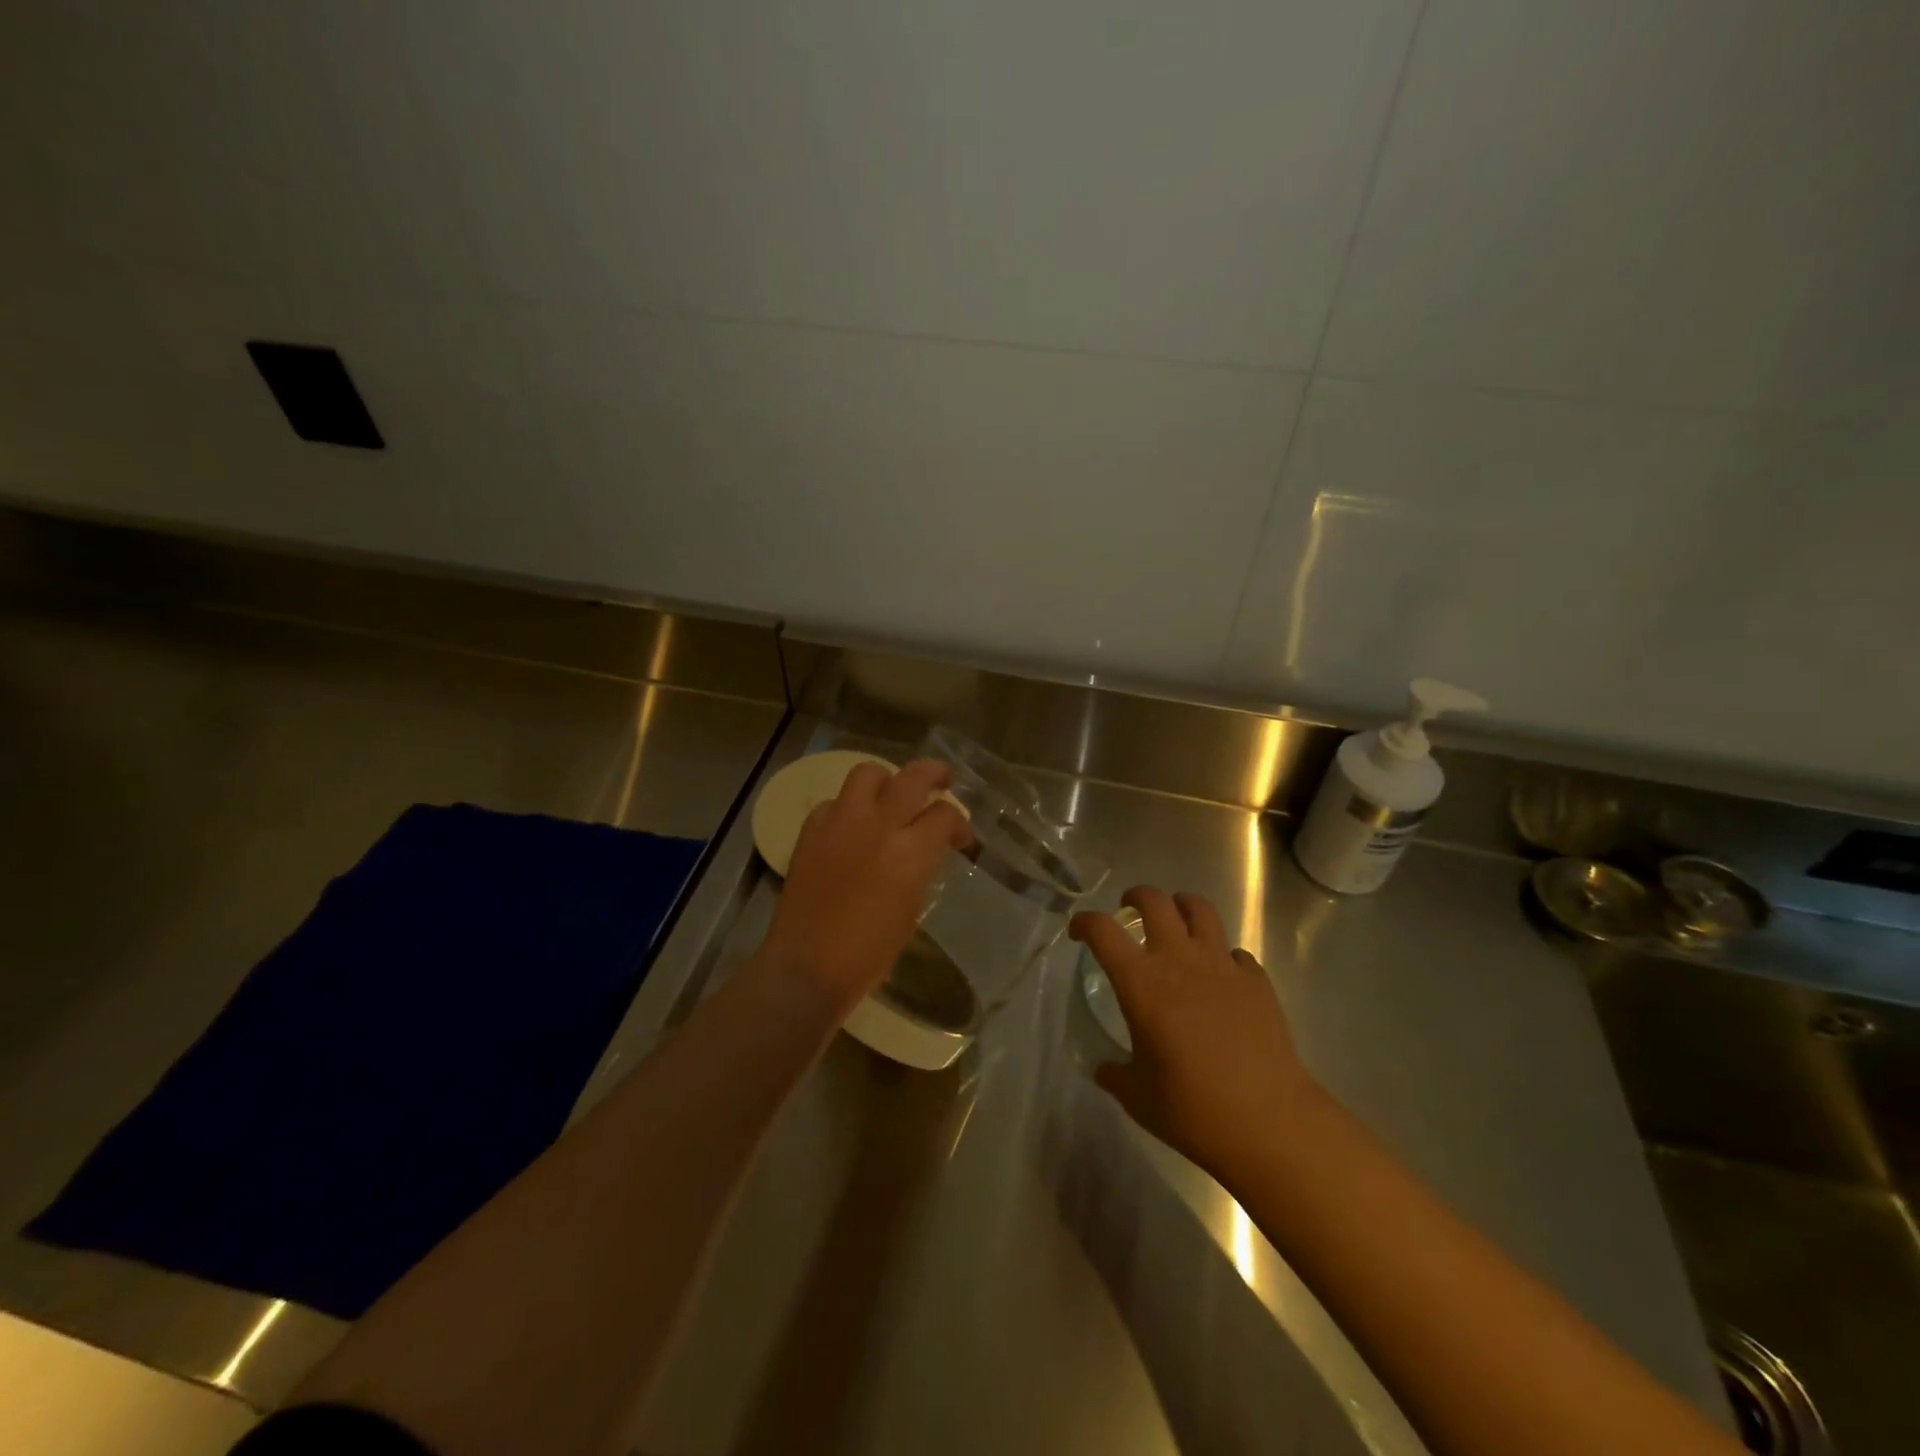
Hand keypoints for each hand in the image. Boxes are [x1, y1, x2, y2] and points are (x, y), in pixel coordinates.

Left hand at [759, 758, 972, 1013]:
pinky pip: (834, 802)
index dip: (958, 824)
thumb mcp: (911, 908)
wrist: (807, 967)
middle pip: (913, 776)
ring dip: (886, 780)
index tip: (960, 839)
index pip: (944, 815)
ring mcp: (840, 822)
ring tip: (891, 797)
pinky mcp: (810, 830)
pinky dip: (849, 807)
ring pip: (867, 773)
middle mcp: (877, 825)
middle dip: (934, 774)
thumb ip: (922, 867)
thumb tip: (926, 848)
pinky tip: (852, 828)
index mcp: (909, 852)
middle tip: (941, 782)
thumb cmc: (869, 953)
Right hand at [1070, 887, 1320, 1180]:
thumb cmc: (1192, 1109)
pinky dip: (1223, 955)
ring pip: (1200, 909)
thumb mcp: (1138, 1097)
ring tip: (1176, 918)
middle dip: (1136, 896)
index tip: (1078, 932)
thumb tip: (1104, 1069)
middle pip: (1155, 901)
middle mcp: (1179, 960)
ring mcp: (1222, 965)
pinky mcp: (1256, 980)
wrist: (1269, 1121)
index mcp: (1141, 983)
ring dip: (1182, 906)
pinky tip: (1221, 976)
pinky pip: (1235, 952)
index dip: (1084, 922)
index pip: (1102, 931)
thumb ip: (1115, 1074)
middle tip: (1129, 908)